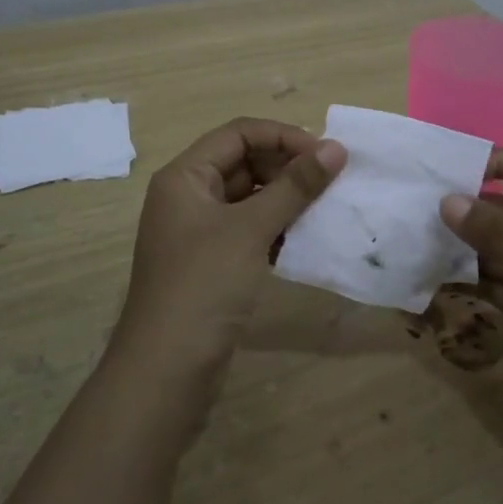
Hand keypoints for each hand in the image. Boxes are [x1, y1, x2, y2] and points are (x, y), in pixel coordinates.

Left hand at [111, 117, 345, 390]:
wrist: (167, 369)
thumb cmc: (204, 285)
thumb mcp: (250, 229)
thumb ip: (294, 186)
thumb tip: (335, 147)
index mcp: (185, 176)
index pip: (238, 133)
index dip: (282, 136)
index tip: (326, 154)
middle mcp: (187, 196)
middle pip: (242, 162)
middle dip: (286, 166)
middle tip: (331, 181)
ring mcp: (197, 232)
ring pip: (248, 197)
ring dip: (285, 198)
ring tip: (326, 206)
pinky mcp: (210, 263)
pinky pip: (247, 229)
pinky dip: (275, 228)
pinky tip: (304, 238)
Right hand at [439, 147, 502, 450]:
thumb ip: (500, 237)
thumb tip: (448, 200)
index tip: (457, 168)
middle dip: (475, 211)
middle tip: (424, 209)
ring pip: (502, 250)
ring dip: (468, 247)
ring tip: (422, 241)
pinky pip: (498, 284)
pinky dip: (472, 281)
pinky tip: (437, 278)